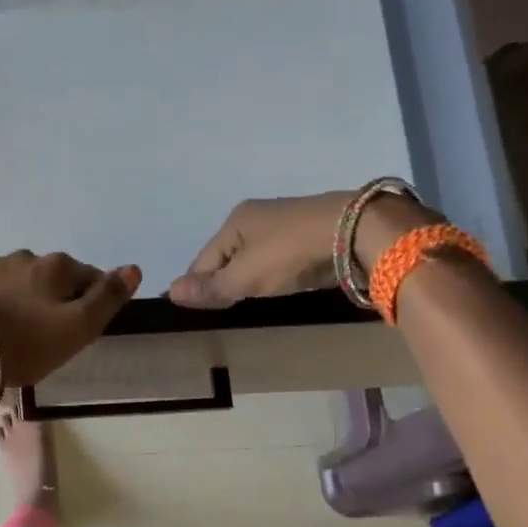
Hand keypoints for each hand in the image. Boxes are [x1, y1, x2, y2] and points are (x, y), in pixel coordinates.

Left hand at [0, 251, 141, 389]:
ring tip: (11, 331)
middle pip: (50, 277)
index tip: (81, 328)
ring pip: (16, 279)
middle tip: (45, 334)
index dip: (91, 302)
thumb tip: (133, 268)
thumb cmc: (25, 343)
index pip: (88, 277)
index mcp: (56, 267)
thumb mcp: (78, 328)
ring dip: (20, 297)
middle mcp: (24, 256)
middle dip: (52, 298)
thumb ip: (107, 298)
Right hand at [169, 191, 437, 307]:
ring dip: (248, 276)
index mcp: (235, 221)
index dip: (197, 285)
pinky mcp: (310, 233)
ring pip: (254, 256)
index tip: (196, 310)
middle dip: (222, 279)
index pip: (203, 259)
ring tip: (248, 300)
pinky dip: (273, 272)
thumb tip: (170, 292)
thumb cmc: (291, 252)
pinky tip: (278, 285)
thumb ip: (212, 287)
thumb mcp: (246, 276)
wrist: (357, 231)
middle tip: (222, 309)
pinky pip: (278, 257)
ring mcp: (285, 223)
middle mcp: (256, 216)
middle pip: (227, 256)